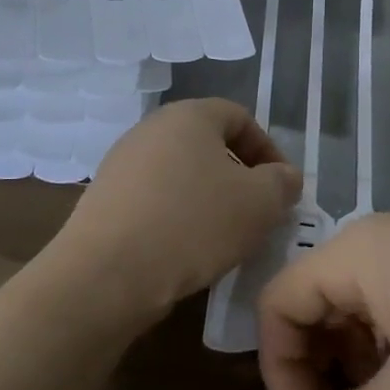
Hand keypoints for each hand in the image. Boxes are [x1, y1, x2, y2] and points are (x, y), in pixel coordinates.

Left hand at [57, 99, 301, 325]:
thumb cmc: (193, 224)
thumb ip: (282, 183)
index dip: (268, 149)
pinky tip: (185, 250)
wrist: (107, 274)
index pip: (239, 117)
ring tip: (223, 236)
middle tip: (257, 212)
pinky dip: (176, 216)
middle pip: (207, 144)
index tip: (281, 187)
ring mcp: (122, 163)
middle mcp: (151, 129)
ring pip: (180, 173)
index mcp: (189, 115)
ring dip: (208, 199)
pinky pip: (154, 198)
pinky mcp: (104, 199)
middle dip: (238, 176)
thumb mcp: (259, 204)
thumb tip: (285, 176)